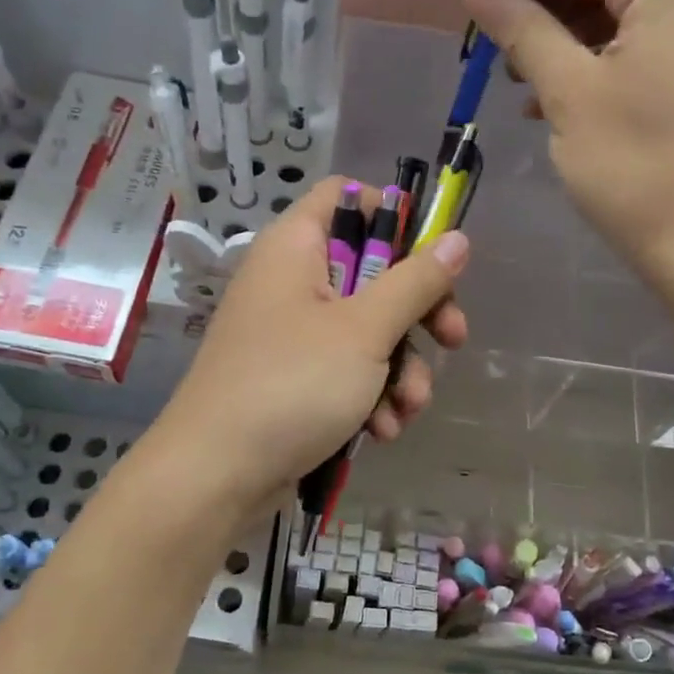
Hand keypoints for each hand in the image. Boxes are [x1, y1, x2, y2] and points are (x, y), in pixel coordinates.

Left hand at [153, 178, 469, 512]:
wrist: (216, 476)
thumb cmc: (292, 384)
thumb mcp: (364, 330)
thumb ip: (416, 281)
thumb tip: (457, 238)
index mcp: (296, 247)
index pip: (346, 197)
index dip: (393, 216)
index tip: (432, 255)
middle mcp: (291, 281)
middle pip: (371, 271)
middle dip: (417, 314)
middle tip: (452, 339)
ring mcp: (291, 333)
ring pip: (367, 330)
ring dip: (399, 369)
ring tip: (407, 409)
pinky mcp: (294, 379)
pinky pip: (346, 371)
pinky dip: (369, 396)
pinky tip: (381, 432)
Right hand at [464, 0, 673, 306]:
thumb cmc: (637, 166)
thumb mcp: (569, 92)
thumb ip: (521, 30)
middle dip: (542, 8)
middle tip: (488, 45)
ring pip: (620, 12)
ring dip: (564, 39)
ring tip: (516, 77)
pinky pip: (642, 41)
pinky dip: (597, 61)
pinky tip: (553, 96)